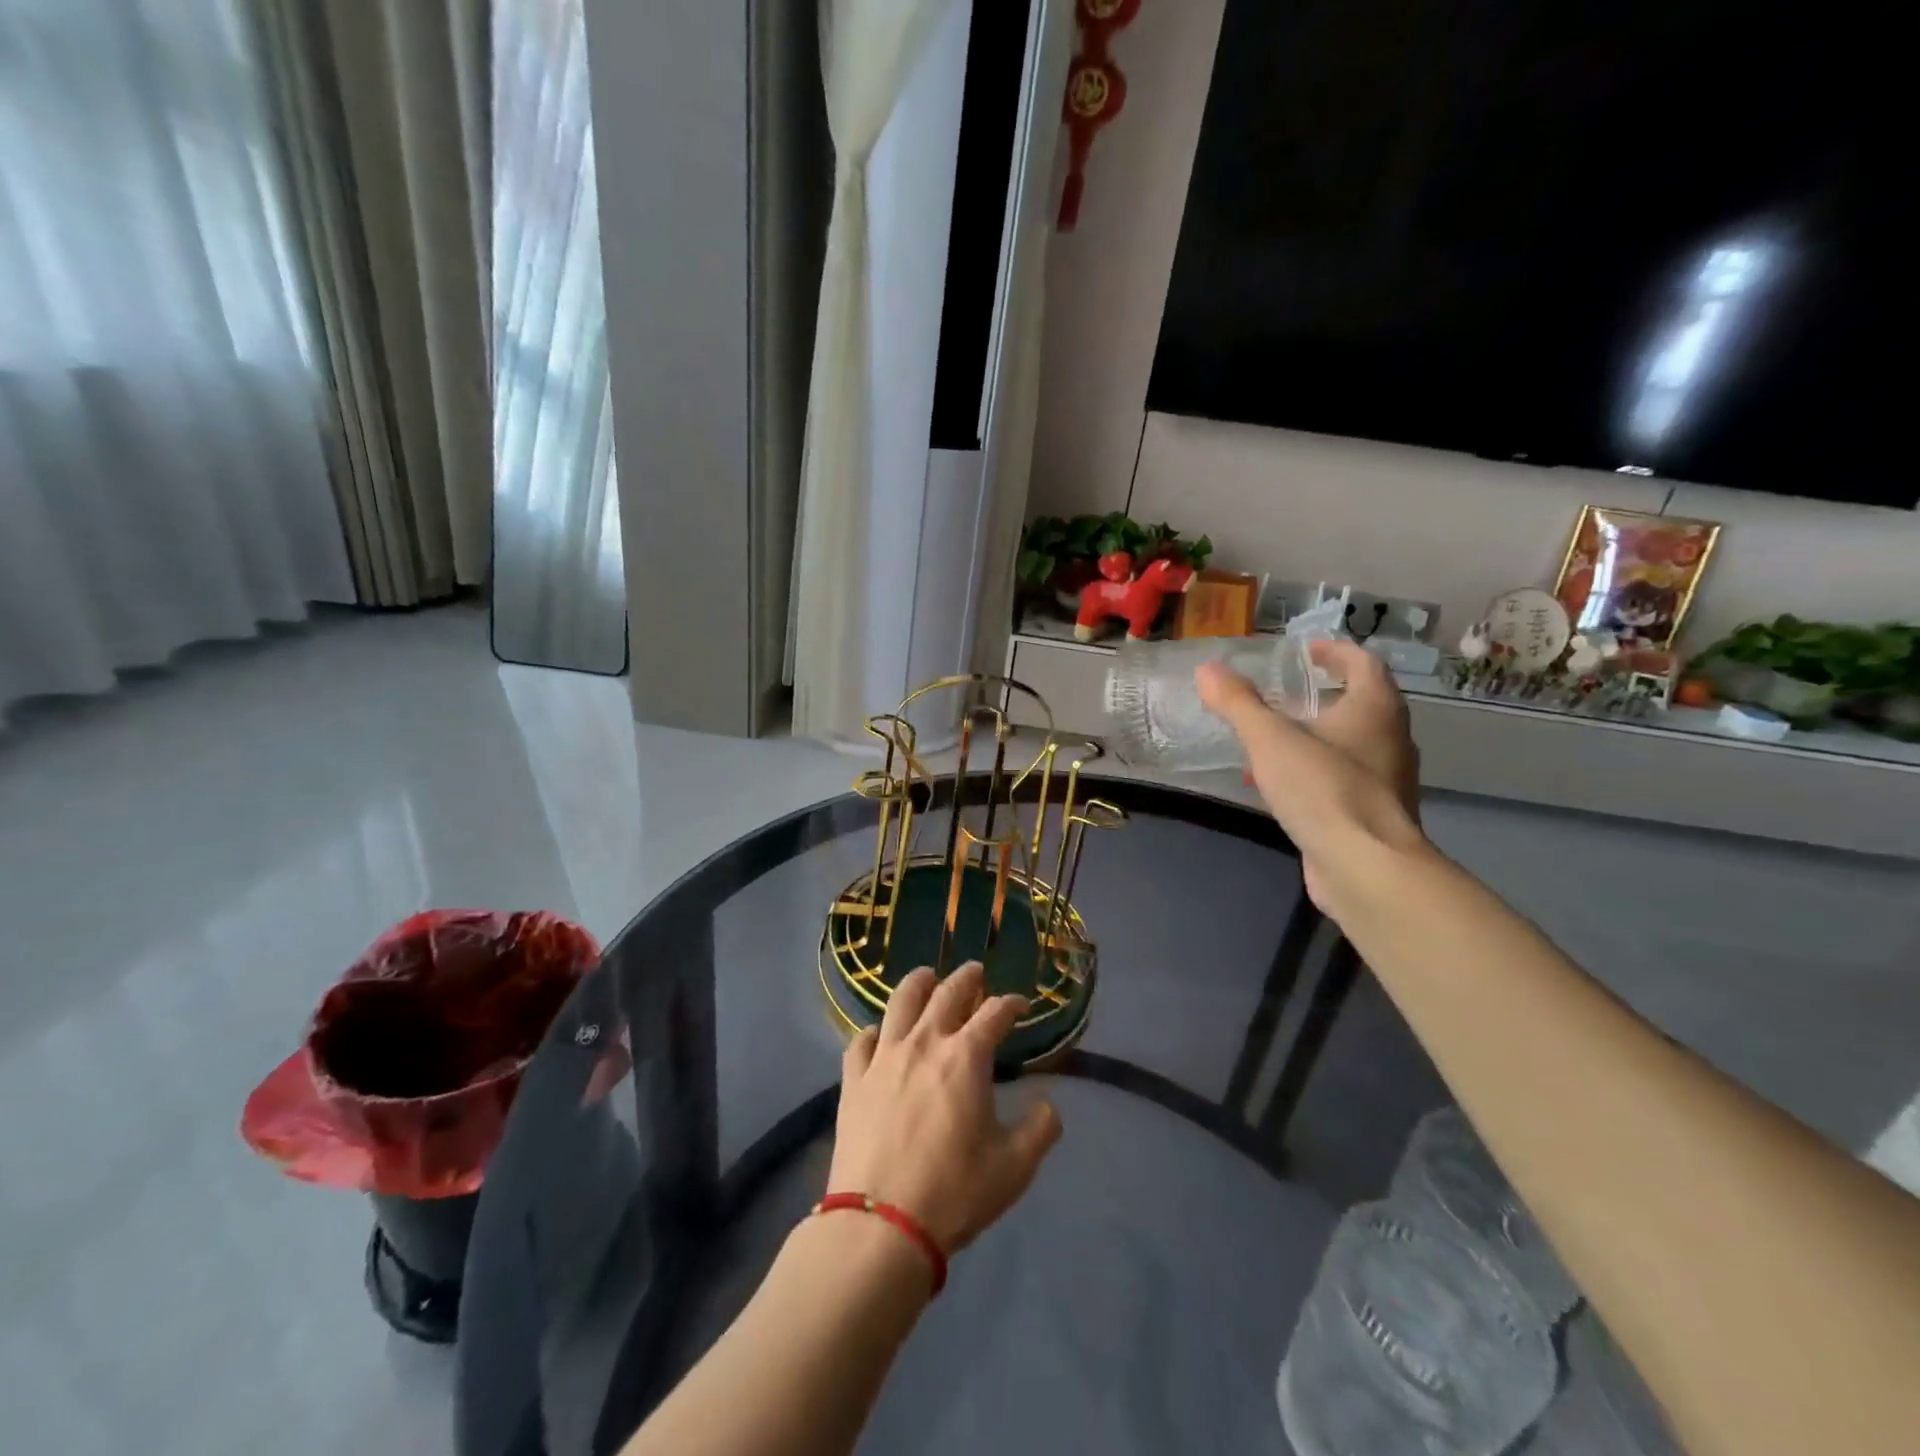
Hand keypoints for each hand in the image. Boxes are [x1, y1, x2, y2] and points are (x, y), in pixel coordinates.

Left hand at [827, 962, 1061, 1255]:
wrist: (882, 1225)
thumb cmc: (954, 1192)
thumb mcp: (1014, 1168)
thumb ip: (1040, 1130)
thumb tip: (1050, 1106)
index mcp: (966, 1057)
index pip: (994, 1012)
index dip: (1011, 1003)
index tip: (1020, 1005)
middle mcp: (925, 1042)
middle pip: (947, 992)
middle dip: (967, 978)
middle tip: (976, 972)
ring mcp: (884, 1057)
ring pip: (900, 1001)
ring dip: (918, 983)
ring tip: (927, 977)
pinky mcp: (854, 1079)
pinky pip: (862, 1040)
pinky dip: (875, 1030)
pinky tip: (880, 1034)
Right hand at [1196, 639, 1425, 915]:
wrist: (1366, 867)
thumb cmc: (1324, 789)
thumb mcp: (1270, 740)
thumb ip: (1238, 703)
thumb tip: (1207, 670)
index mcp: (1375, 710)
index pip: (1363, 663)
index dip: (1335, 651)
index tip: (1305, 651)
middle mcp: (1390, 739)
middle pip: (1360, 704)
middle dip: (1322, 695)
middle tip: (1283, 693)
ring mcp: (1385, 780)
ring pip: (1349, 745)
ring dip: (1313, 736)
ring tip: (1270, 740)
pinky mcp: (1371, 815)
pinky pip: (1340, 780)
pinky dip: (1311, 772)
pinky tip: (1276, 788)